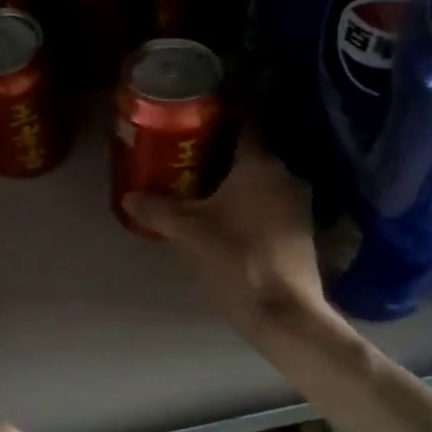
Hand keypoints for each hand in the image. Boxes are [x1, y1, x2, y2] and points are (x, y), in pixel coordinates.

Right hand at [122, 134, 325, 332]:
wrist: (284, 312)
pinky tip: (229, 218)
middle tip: (188, 158)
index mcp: (261, 164)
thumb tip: (129, 196)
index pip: (244, 123)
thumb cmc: (236, 260)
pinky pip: (271, 203)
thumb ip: (158, 210)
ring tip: (203, 188)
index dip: (219, 119)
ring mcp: (299, 203)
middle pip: (250, 153)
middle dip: (221, 154)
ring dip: (237, 182)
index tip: (196, 120)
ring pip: (262, 180)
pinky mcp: (302, 229)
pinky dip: (251, 203)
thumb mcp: (189, 233)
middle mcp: (286, 175)